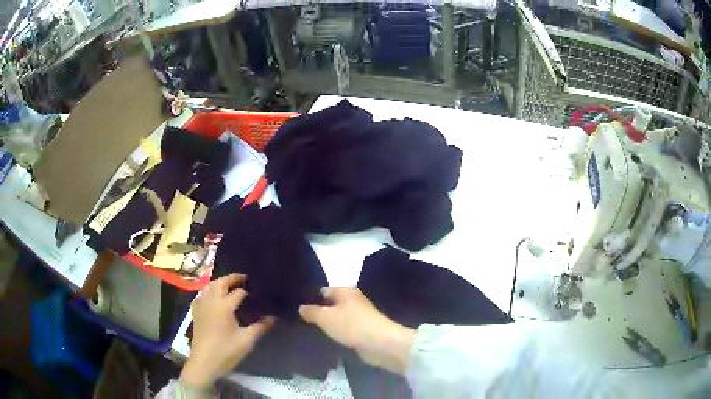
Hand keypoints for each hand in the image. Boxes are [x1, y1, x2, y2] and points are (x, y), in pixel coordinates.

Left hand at [180, 274, 274, 386]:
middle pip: (220, 283)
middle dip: (231, 278)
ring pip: (209, 286)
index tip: (257, 290)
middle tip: (243, 278)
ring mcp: (201, 306)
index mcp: (224, 306)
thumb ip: (260, 327)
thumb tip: (273, 317)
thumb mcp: (246, 340)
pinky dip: (209, 291)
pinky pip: (202, 295)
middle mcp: (211, 301)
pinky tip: (213, 298)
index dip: (248, 291)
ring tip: (229, 285)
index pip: (238, 292)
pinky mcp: (196, 312)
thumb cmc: (226, 351)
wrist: (204, 362)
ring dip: (219, 283)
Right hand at [299, 287, 414, 374]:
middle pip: (332, 303)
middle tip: (302, 319)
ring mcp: (360, 316)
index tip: (298, 306)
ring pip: (339, 317)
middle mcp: (354, 300)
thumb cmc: (351, 325)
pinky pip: (346, 328)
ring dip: (329, 323)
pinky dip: (339, 332)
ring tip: (311, 329)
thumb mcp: (325, 317)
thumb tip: (301, 307)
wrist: (380, 343)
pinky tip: (329, 337)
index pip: (324, 290)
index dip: (311, 297)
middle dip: (320, 311)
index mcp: (345, 291)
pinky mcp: (364, 330)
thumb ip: (311, 311)